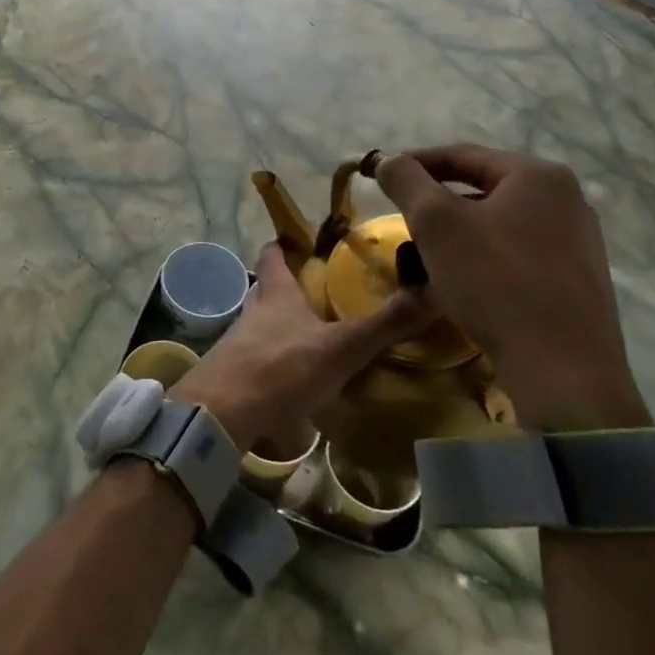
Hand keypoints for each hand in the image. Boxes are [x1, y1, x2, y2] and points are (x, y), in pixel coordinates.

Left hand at [170, 243, 434, 455]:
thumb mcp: (341, 347)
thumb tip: (433, 291)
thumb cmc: (281, 368)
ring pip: (261, 325)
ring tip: (313, 337)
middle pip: (267, 290)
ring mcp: (238, 344)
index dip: (284, 244)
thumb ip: (384, 324)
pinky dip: (276, 363)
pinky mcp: (233, 376)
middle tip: (319, 294)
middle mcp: (253, 312)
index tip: (302, 241)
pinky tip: (295, 380)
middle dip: (288, 288)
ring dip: (282, 327)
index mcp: (276, 294)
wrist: (222, 413)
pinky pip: (257, 361)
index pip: (273, 255)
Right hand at [375, 145, 651, 431]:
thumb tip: (388, 159)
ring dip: (458, 235)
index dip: (416, 163)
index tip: (382, 177)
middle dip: (437, 205)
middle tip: (403, 222)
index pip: (462, 155)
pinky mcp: (578, 280)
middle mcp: (567, 199)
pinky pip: (517, 254)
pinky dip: (483, 259)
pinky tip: (463, 285)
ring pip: (498, 224)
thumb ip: (406, 181)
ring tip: (426, 258)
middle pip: (482, 189)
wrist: (563, 369)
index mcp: (538, 175)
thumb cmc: (495, 281)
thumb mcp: (436, 222)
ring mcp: (578, 241)